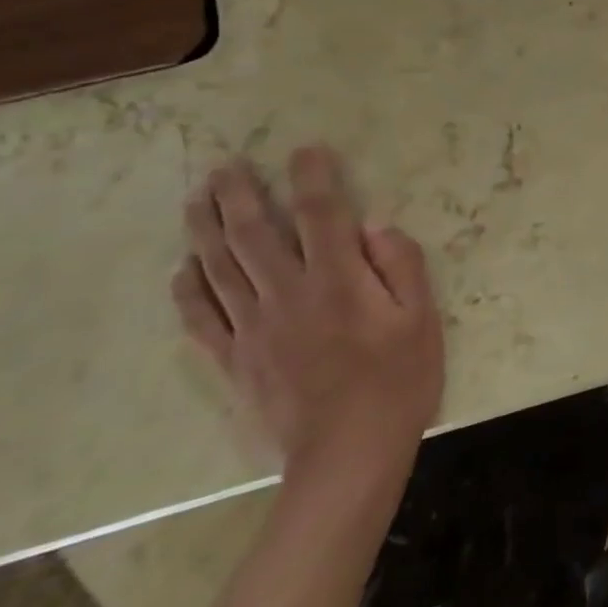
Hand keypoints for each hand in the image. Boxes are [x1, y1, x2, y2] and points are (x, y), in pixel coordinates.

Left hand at [172, 145, 443, 479]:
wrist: (347, 455)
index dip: (313, 176)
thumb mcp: (422, 318)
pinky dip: (188, 288)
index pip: (321, 213)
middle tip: (226, 165)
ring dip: (205, 227)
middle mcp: (288, 294)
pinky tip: (184, 267)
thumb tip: (374, 227)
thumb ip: (401, 265)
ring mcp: (253, 328)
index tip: (306, 151)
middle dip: (238, 193)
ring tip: (198, 198)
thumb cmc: (397, 381)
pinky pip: (201, 317)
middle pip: (253, 233)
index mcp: (339, 280)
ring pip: (219, 267)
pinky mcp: (234, 360)